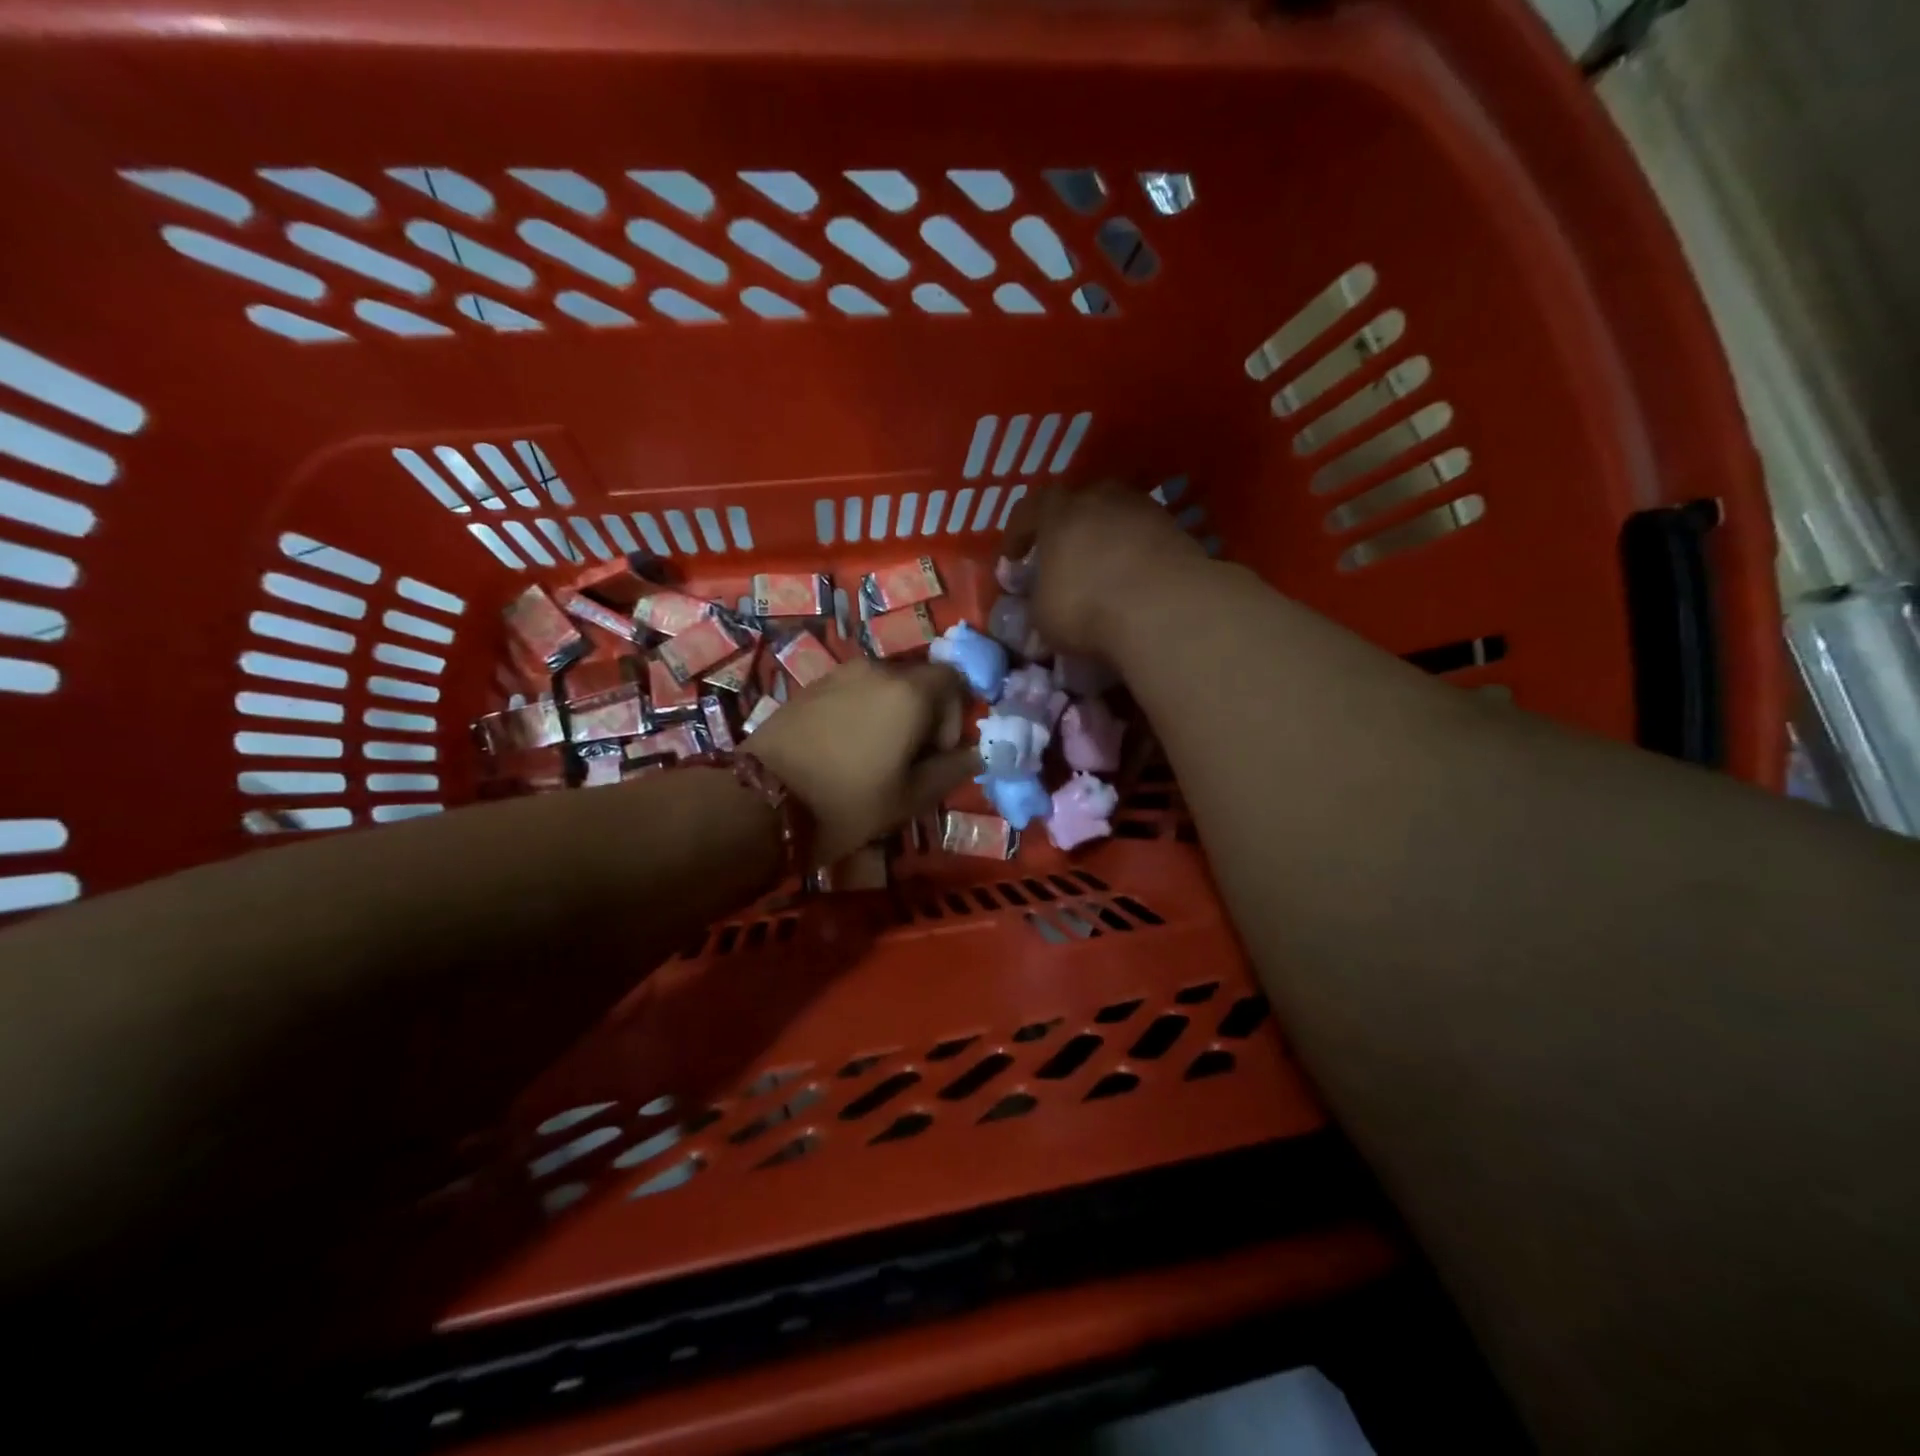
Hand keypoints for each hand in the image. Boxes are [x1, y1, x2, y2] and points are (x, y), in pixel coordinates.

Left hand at [747, 658, 978, 864]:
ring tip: (876, 755)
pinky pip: (854, 690)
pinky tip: (845, 748)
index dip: (955, 715)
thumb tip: (975, 754)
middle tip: (909, 758)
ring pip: (884, 685)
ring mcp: (840, 673)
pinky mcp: (811, 686)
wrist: (763, 800)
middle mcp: (878, 669)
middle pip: (918, 680)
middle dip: (924, 713)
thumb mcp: (910, 797)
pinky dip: (863, 711)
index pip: (954, 679)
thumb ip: (951, 770)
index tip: (937, 753)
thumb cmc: (849, 802)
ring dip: (892, 712)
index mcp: (910, 691)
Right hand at [1001, 484, 1203, 655]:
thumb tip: (1038, 599)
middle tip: (1061, 556)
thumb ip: (1035, 599)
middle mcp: (1100, 497)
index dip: (1017, 535)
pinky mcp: (1177, 529)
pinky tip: (1133, 579)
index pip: (1028, 510)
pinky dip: (1135, 552)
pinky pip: (1145, 536)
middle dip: (1066, 528)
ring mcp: (1143, 509)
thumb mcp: (1042, 616)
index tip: (1012, 561)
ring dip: (1105, 537)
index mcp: (1058, 512)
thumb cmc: (1086, 608)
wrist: (1165, 610)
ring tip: (1101, 568)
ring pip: (1115, 516)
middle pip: (1077, 503)